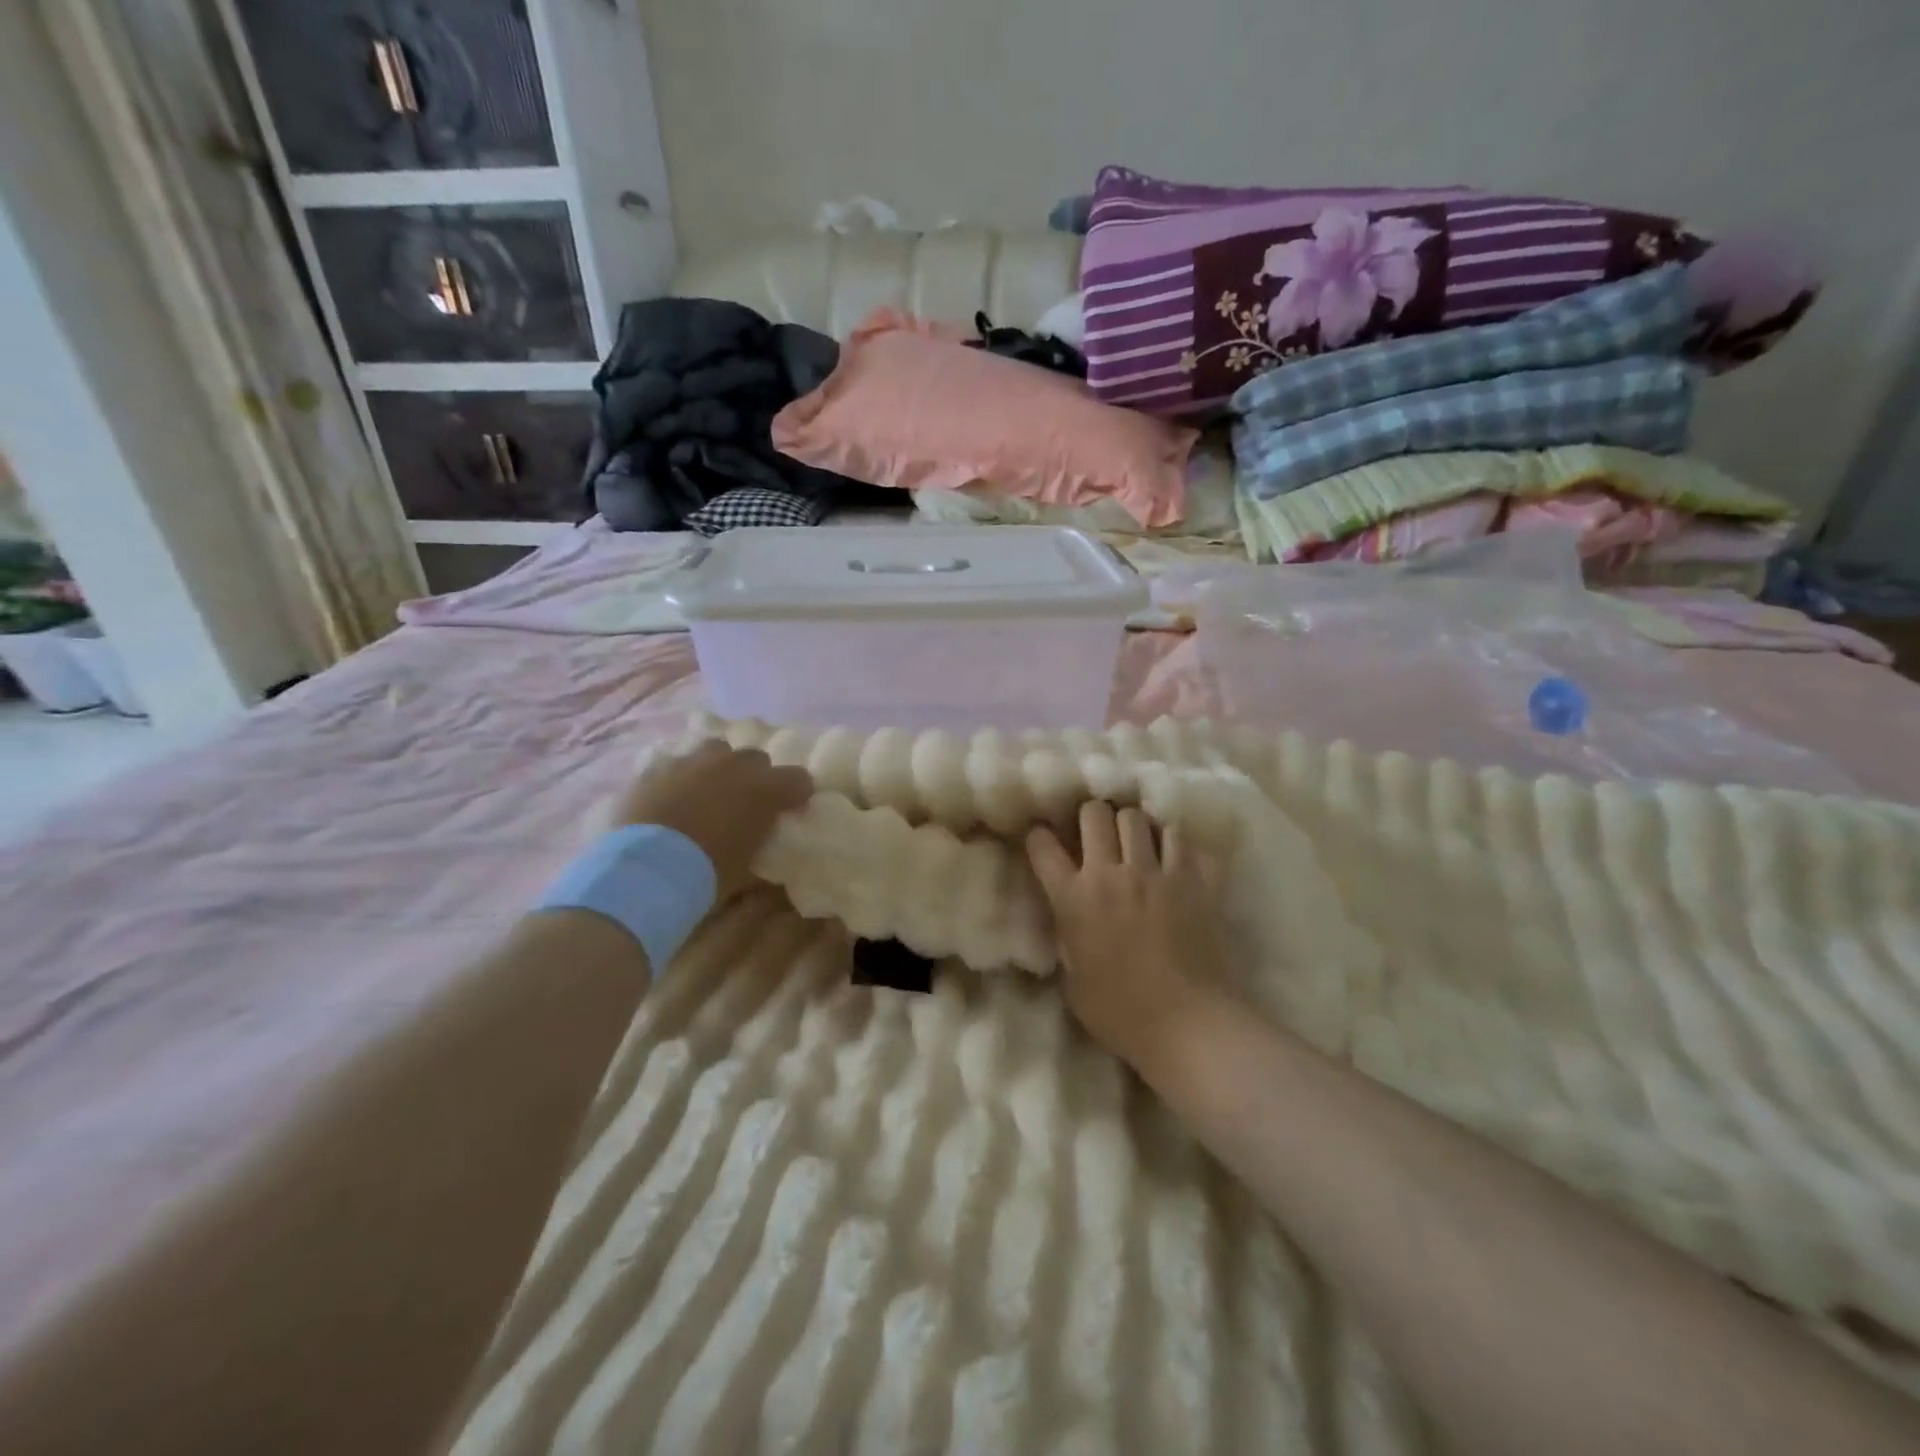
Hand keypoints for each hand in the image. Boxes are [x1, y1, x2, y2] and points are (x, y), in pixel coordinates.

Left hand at [606, 741, 811, 899]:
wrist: (646, 871)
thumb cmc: (708, 874)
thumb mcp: (748, 874)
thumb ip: (764, 857)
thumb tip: (771, 864)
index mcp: (765, 789)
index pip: (799, 778)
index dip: (797, 794)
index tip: (791, 809)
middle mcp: (733, 765)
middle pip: (757, 758)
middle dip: (756, 777)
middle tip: (747, 803)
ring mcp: (692, 762)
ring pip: (716, 751)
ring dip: (719, 768)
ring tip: (710, 792)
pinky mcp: (657, 769)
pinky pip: (677, 765)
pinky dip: (682, 779)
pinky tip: (674, 799)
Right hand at [1027, 801, 1225, 1072]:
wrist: (1188, 1025)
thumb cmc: (1121, 1013)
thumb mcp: (1072, 980)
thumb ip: (1067, 938)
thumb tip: (1068, 921)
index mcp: (1073, 899)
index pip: (1043, 846)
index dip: (1040, 837)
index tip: (1045, 842)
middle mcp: (1111, 874)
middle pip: (1094, 813)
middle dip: (1089, 817)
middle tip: (1094, 833)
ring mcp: (1156, 872)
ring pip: (1137, 817)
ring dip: (1131, 825)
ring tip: (1135, 840)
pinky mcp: (1195, 880)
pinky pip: (1183, 840)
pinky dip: (1174, 843)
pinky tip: (1173, 856)